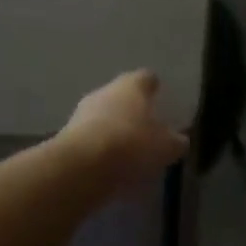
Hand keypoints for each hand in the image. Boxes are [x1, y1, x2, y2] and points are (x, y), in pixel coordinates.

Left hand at [60, 70, 189, 195]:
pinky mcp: (67, 136)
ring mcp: (82, 112)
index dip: (154, 88)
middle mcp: (105, 91)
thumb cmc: (131, 145)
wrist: (81, 167)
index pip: (146, 78)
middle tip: (146, 128)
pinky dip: (100, 148)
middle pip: (122, 96)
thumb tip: (179, 140)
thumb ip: (175, 142)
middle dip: (132, 111)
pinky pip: (90, 138)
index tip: (159, 97)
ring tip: (128, 152)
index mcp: (132, 85)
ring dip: (113, 129)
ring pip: (103, 116)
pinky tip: (109, 166)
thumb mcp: (165, 147)